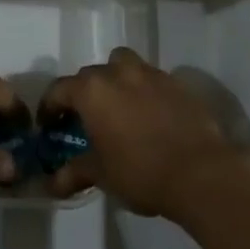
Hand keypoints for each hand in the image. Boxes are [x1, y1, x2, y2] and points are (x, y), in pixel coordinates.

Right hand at [39, 47, 244, 219]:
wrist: (201, 172)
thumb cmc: (141, 171)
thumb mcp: (101, 174)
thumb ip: (73, 172)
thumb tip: (51, 183)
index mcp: (93, 90)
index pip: (59, 89)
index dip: (50, 108)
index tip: (49, 126)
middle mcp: (119, 72)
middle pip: (91, 75)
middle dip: (83, 94)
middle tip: (83, 120)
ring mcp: (150, 73)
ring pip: (123, 65)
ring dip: (114, 80)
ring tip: (117, 108)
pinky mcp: (176, 82)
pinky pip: (150, 79)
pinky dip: (142, 90)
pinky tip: (148, 115)